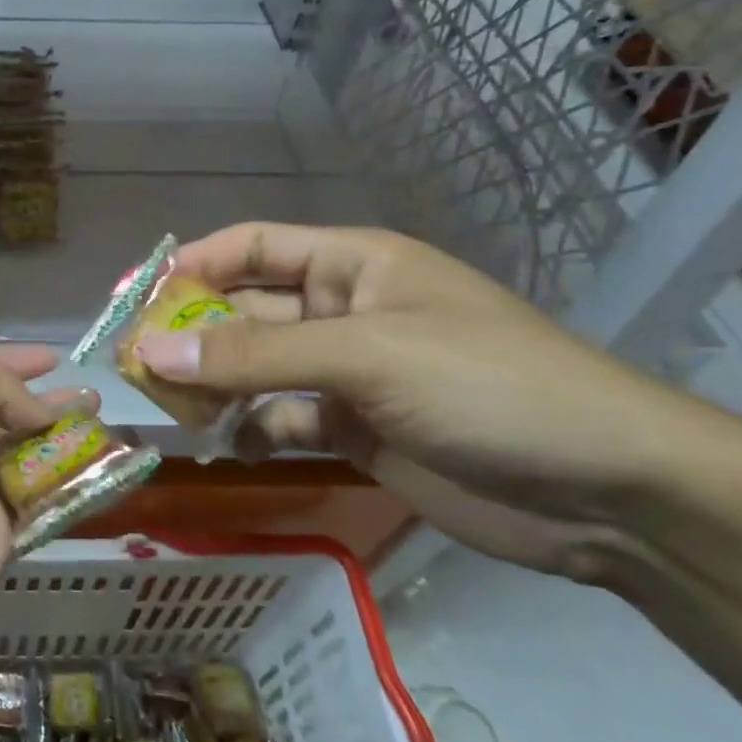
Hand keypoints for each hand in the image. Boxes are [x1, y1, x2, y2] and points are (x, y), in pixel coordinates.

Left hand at [0, 349, 92, 715]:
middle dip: (45, 412)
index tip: (53, 359)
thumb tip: (34, 414)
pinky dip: (66, 498)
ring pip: (21, 472)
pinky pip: (32, 518)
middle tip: (96, 403)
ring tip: (113, 435)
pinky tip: (106, 479)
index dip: (11, 365)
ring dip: (64, 454)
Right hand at [131, 224, 726, 578]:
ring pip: (256, 371)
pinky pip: (281, 420)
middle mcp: (340, 312)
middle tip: (131, 369)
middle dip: (191, 337)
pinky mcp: (354, 431)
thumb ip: (253, 356)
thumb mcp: (365, 357)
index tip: (131, 300)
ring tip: (166, 413)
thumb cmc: (486, 386)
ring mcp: (346, 375)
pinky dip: (249, 430)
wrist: (610, 493)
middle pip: (244, 313)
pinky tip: (220, 446)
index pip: (249, 248)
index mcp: (349, 264)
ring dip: (213, 388)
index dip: (190, 266)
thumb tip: (148, 350)